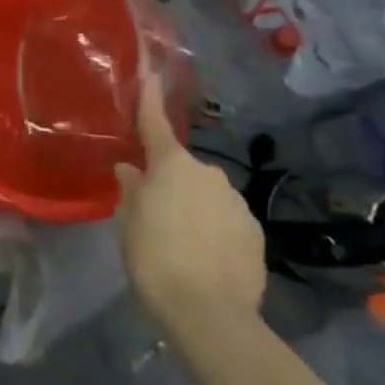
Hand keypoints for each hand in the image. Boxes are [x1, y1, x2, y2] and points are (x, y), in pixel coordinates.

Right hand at [113, 69, 265, 336]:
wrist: (211, 314)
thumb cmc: (155, 258)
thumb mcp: (128, 223)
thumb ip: (131, 191)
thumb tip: (131, 170)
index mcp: (172, 165)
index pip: (155, 122)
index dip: (150, 97)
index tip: (151, 70)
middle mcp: (209, 173)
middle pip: (182, 168)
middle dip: (171, 181)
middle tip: (154, 212)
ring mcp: (237, 202)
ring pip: (207, 195)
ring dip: (194, 208)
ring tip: (181, 242)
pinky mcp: (256, 233)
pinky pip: (227, 220)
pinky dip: (215, 230)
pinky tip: (205, 257)